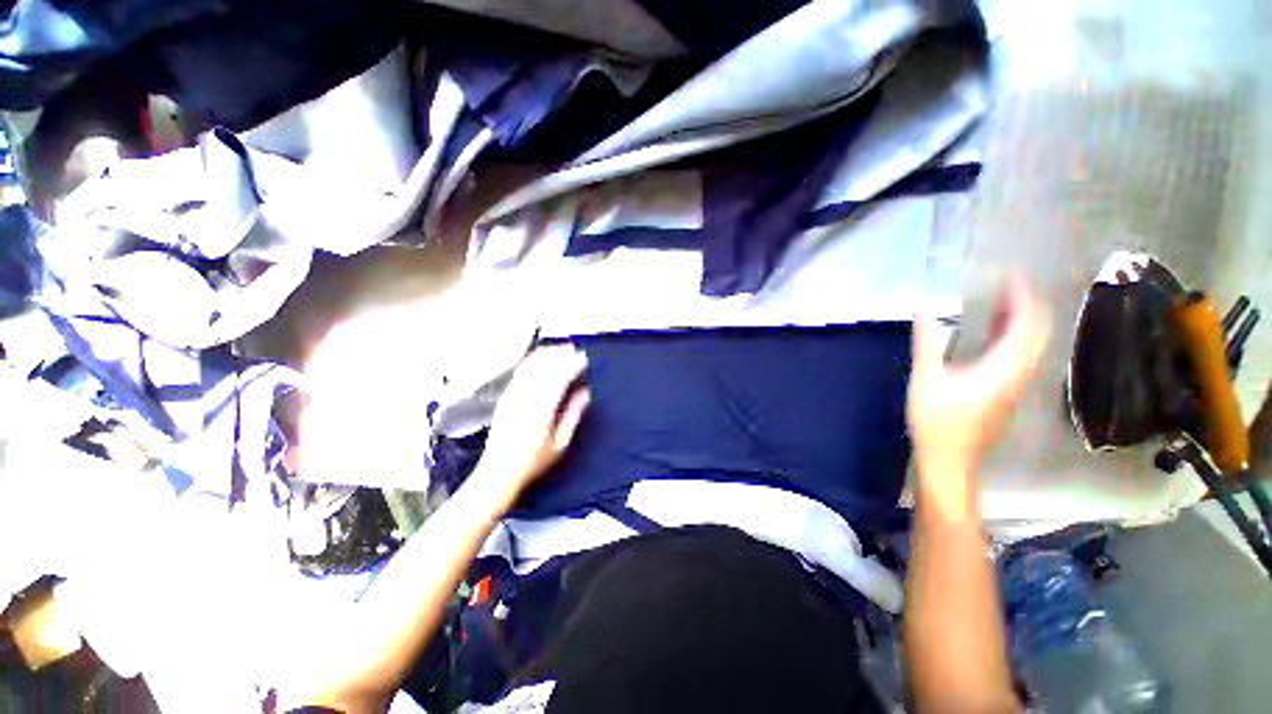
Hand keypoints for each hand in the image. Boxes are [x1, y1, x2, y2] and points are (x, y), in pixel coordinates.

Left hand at [470, 345, 590, 506]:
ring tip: (558, 347)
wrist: (499, 471)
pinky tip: (539, 358)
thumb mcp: (561, 442)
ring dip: (545, 354)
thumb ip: (573, 414)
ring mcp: (513, 396)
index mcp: (542, 409)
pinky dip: (531, 361)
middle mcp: (526, 397)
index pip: (559, 378)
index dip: (572, 365)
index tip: (584, 358)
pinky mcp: (505, 397)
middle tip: (573, 347)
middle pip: (544, 368)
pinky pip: (519, 373)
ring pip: (530, 367)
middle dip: (560, 355)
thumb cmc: (534, 460)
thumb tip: (586, 392)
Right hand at [908, 276, 1050, 515]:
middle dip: (1028, 303)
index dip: (1023, 296)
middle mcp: (1020, 373)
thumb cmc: (938, 421)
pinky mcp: (1006, 393)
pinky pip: (1020, 356)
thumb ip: (927, 342)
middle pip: (1038, 331)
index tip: (1010, 273)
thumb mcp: (926, 379)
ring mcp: (1016, 385)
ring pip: (1032, 344)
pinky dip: (1012, 337)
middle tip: (1007, 283)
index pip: (1028, 323)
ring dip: (1022, 319)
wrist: (950, 461)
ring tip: (1001, 300)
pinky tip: (992, 332)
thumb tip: (923, 308)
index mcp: (1005, 367)